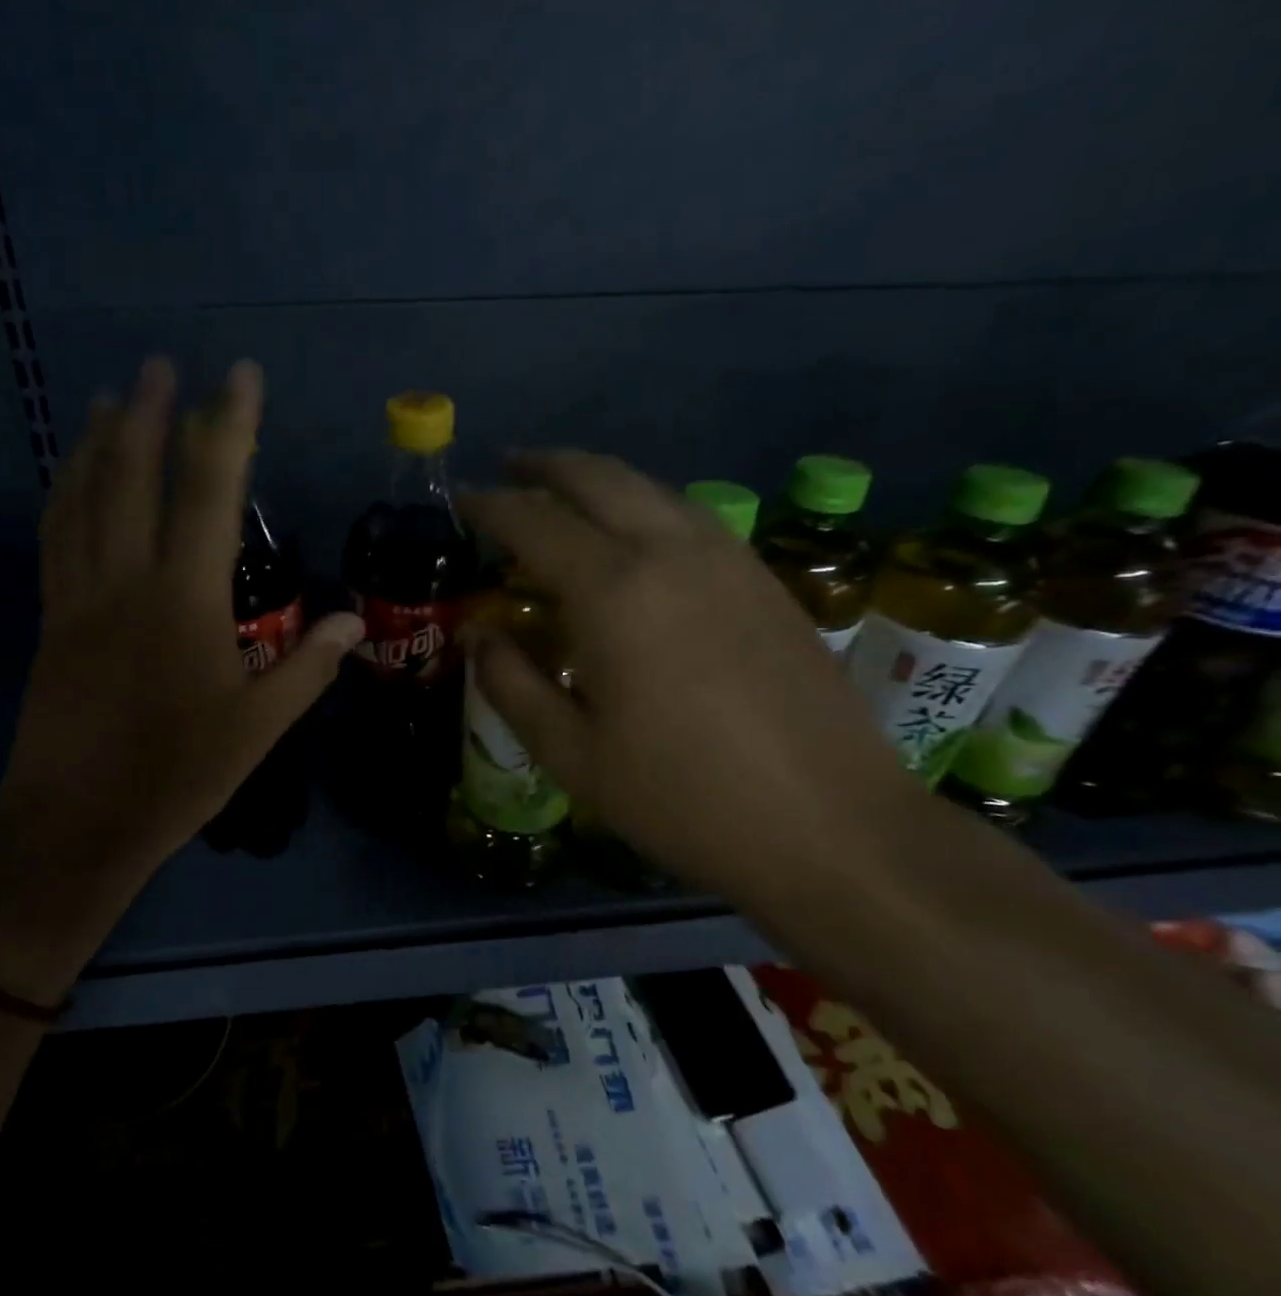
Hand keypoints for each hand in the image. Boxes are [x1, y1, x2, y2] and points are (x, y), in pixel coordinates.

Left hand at [0, 359, 364, 1002]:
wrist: (79, 822)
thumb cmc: (178, 775)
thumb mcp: (259, 728)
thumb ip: (308, 667)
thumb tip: (354, 618)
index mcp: (186, 600)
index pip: (211, 493)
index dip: (227, 427)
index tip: (237, 376)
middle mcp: (128, 580)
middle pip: (134, 478)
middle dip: (148, 413)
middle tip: (158, 364)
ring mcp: (81, 596)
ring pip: (84, 500)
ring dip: (97, 442)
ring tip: (107, 399)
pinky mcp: (53, 620)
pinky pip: (55, 539)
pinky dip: (63, 494)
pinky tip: (69, 475)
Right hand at [460, 452, 918, 902]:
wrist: (834, 828)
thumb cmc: (683, 797)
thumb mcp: (571, 753)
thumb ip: (510, 683)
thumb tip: (477, 635)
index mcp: (613, 591)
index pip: (534, 522)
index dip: (490, 506)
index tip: (462, 500)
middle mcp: (670, 552)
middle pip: (597, 478)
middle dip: (545, 467)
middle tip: (508, 467)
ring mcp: (727, 559)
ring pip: (650, 488)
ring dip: (597, 478)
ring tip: (563, 491)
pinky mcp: (764, 578)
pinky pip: (689, 513)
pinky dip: (644, 503)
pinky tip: (635, 532)